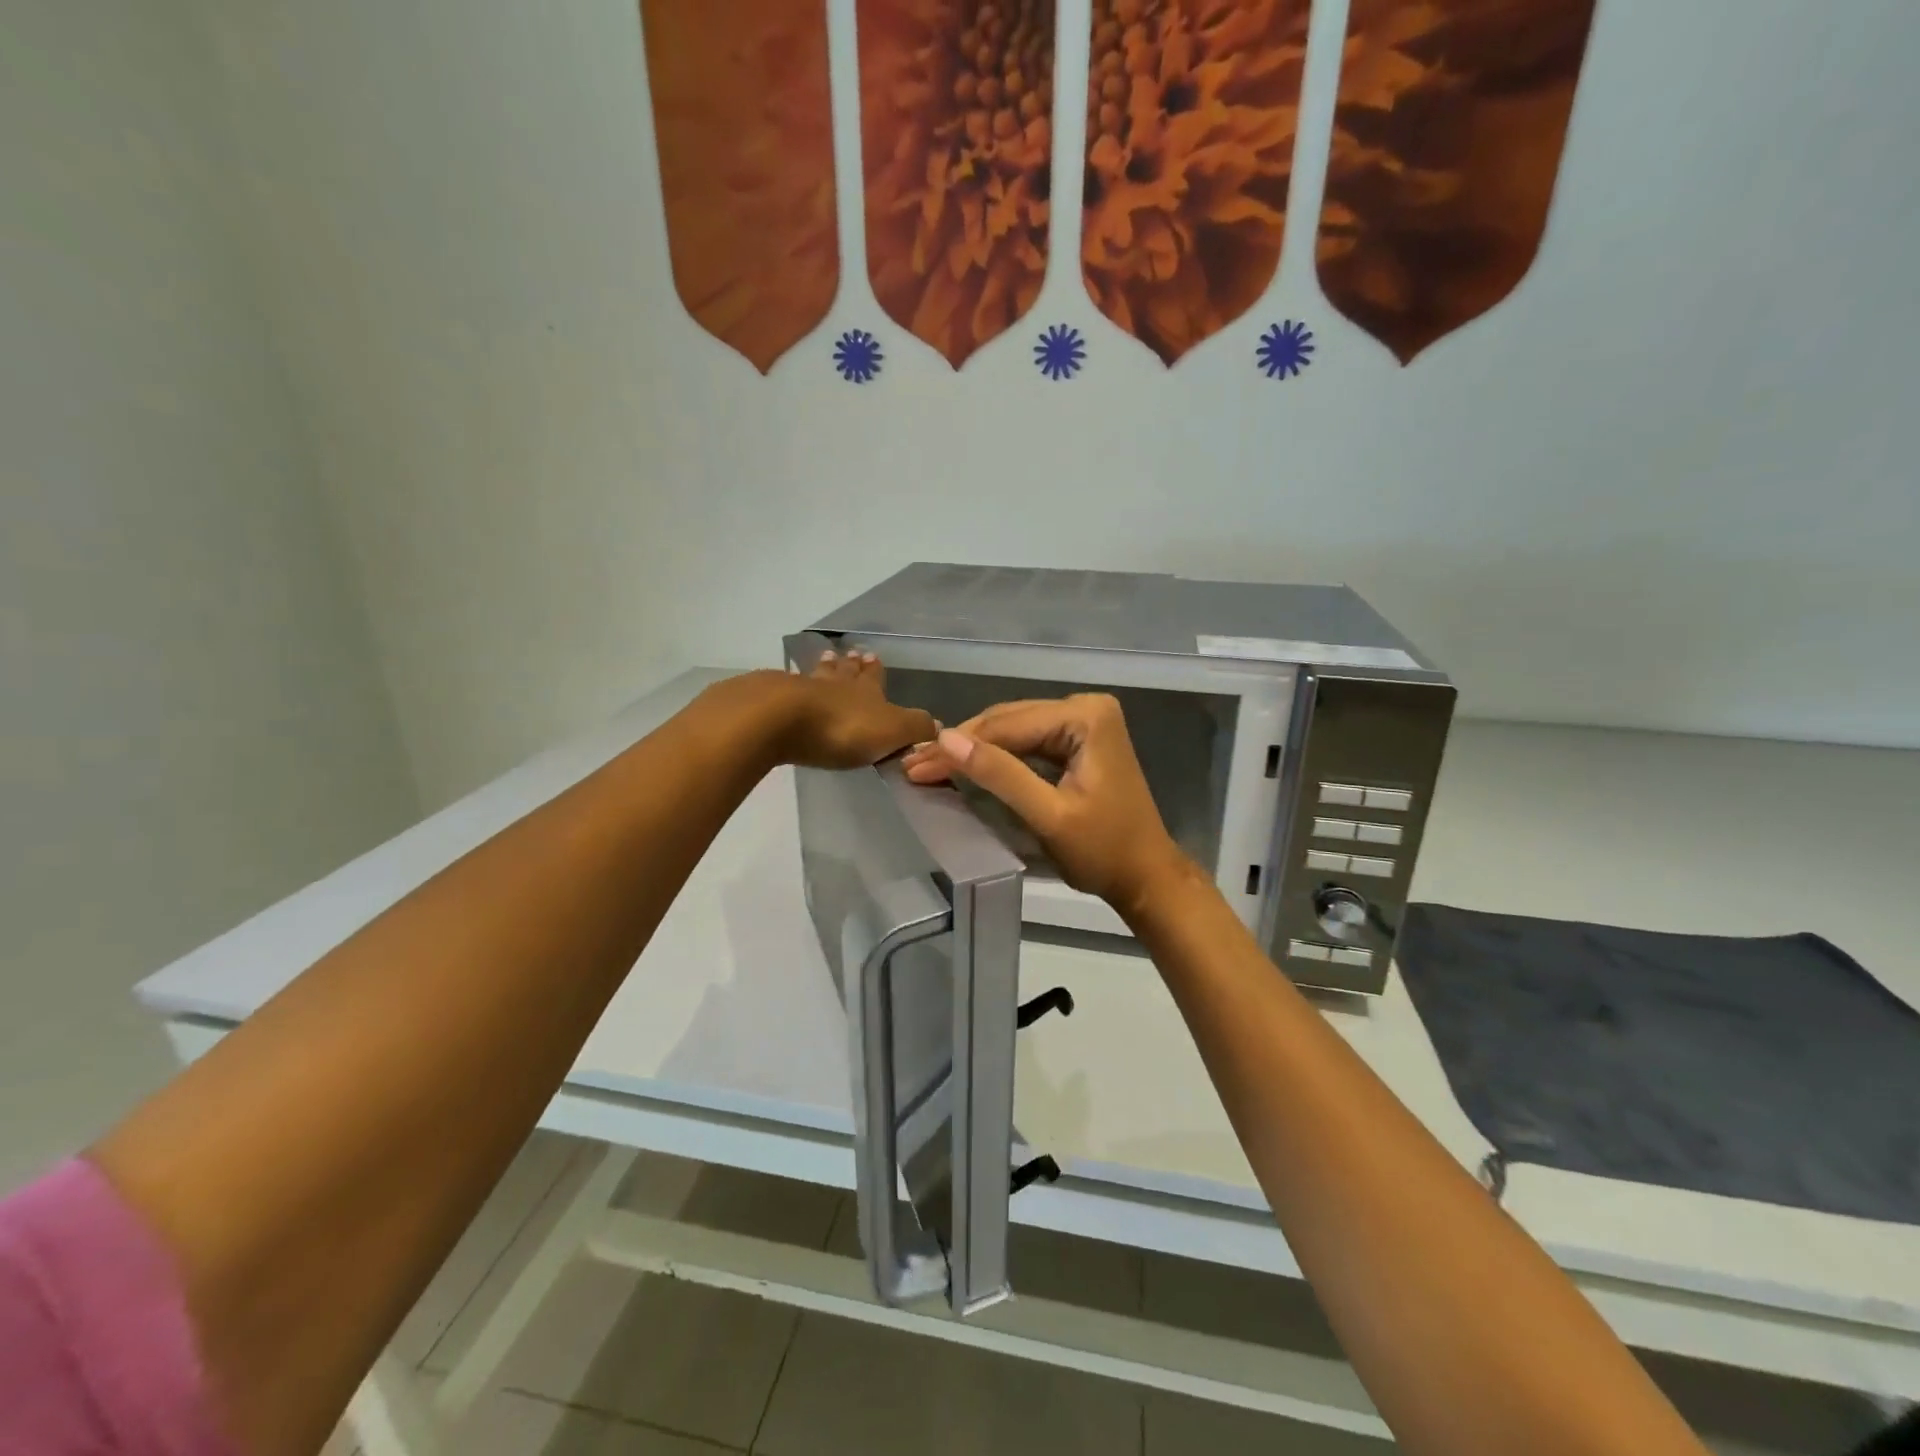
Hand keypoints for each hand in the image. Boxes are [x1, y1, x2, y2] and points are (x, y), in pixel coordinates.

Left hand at [761, 649, 936, 769]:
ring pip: (818, 675)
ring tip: (827, 658)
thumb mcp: (892, 730)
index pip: (875, 677)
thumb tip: (938, 725)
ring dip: (825, 669)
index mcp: (867, 691)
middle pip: (845, 671)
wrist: (782, 719)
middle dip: (851, 665)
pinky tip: (789, 683)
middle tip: (851, 654)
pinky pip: (788, 687)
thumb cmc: (843, 727)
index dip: (876, 670)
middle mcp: (836, 684)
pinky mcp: (773, 700)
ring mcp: (802, 689)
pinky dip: (793, 684)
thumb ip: (916, 727)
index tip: (875, 656)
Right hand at [902, 693, 1192, 918]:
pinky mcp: (1079, 741)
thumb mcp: (1048, 815)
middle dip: (961, 745)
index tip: (914, 763)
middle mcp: (1086, 708)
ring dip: (974, 750)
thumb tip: (945, 739)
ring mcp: (1084, 723)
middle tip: (913, 765)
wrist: (1145, 877)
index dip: (958, 745)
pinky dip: (997, 757)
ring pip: (1014, 730)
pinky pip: (1028, 742)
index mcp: (1085, 717)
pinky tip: (966, 764)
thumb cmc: (1103, 852)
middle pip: (1009, 722)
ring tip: (929, 764)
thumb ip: (1000, 774)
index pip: (1008, 725)